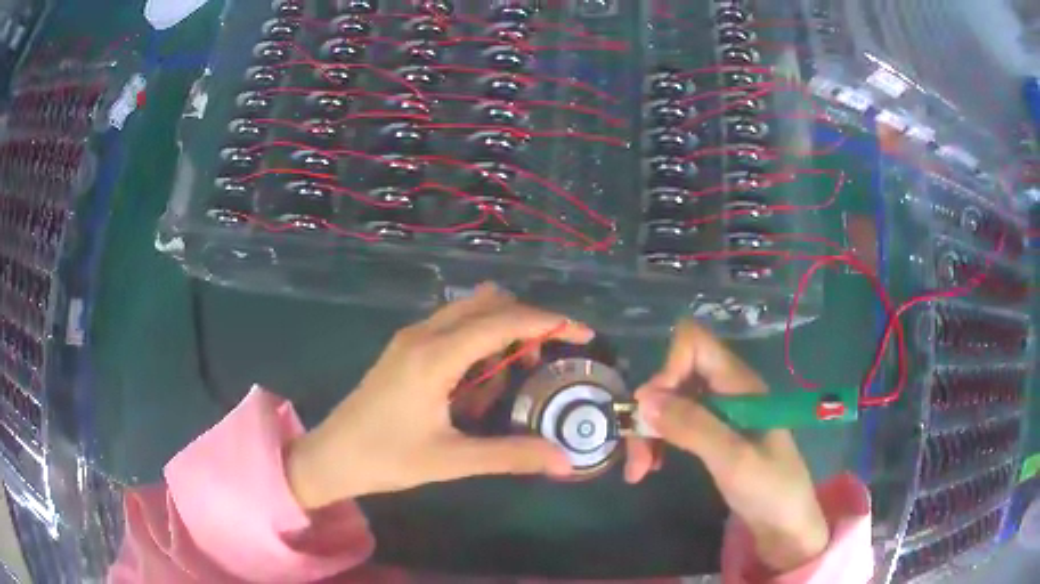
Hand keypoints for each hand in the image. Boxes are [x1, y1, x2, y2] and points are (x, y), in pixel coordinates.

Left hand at [286, 284, 645, 508]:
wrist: (331, 456)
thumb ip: (510, 455)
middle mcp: (424, 334)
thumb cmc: (386, 458)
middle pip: (489, 303)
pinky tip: (479, 380)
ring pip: (470, 311)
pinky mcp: (405, 348)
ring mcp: (411, 337)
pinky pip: (453, 326)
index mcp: (436, 356)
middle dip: (527, 322)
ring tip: (515, 373)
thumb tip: (564, 461)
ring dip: (501, 330)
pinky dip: (479, 339)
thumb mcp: (452, 460)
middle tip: (546, 361)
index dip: (549, 322)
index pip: (504, 322)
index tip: (583, 333)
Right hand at [635, 321, 829, 573]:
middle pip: (677, 376)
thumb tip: (644, 399)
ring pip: (672, 402)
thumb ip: (693, 426)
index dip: (668, 367)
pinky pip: (678, 424)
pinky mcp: (715, 434)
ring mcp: (721, 413)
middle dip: (650, 410)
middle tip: (637, 457)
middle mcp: (728, 391)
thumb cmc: (770, 489)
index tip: (652, 410)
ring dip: (650, 431)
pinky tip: (653, 466)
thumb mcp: (733, 460)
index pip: (695, 343)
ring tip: (639, 471)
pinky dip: (660, 442)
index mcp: (740, 385)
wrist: (786, 523)